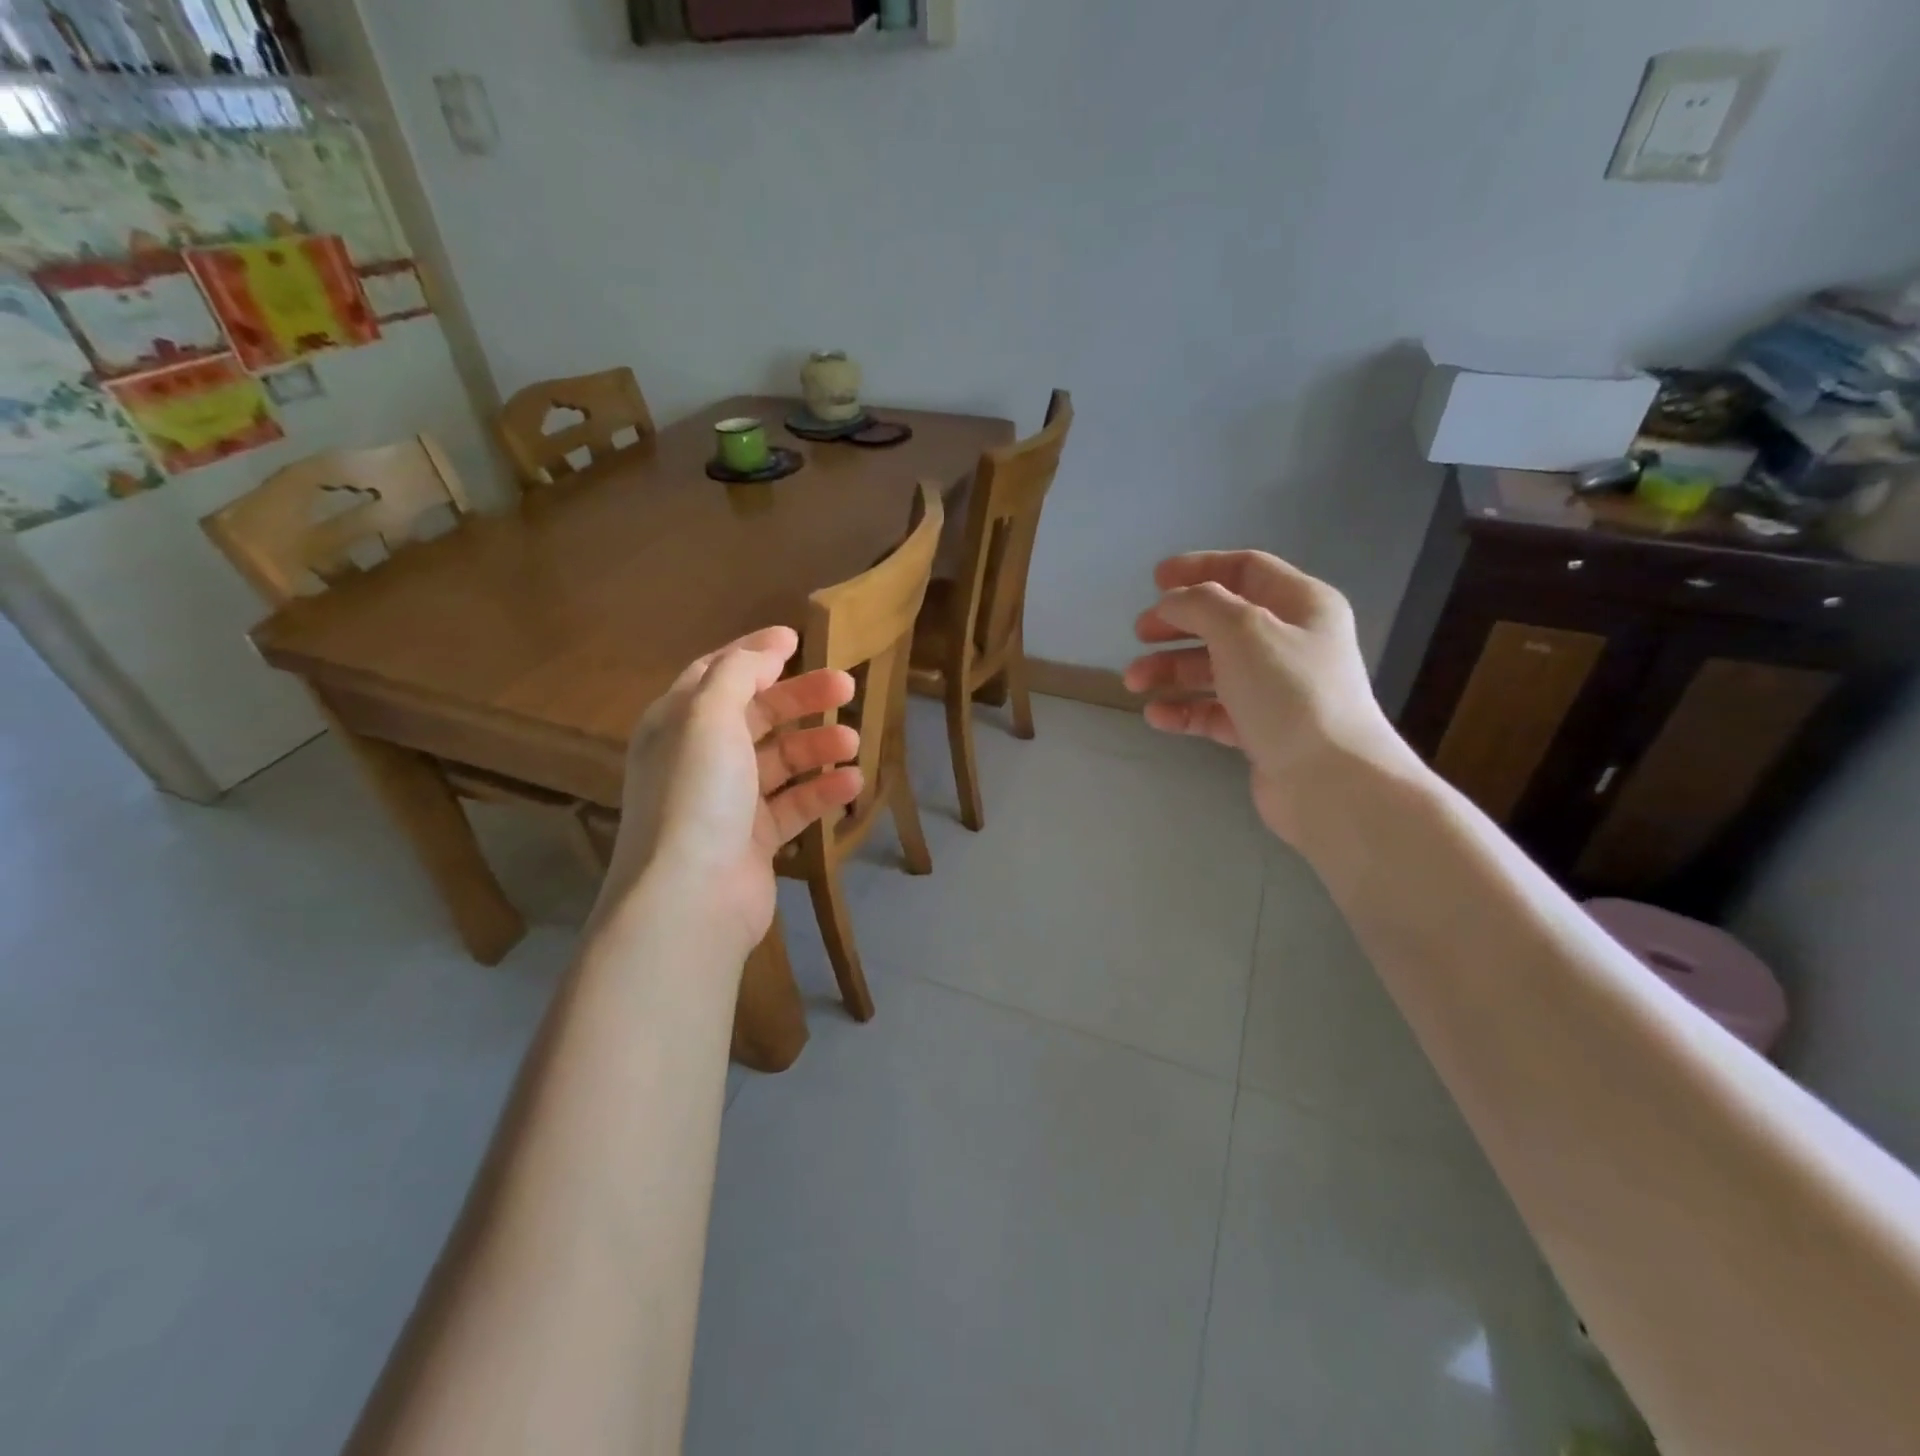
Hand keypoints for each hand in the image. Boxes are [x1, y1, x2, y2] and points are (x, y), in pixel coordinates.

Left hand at [593, 626, 861, 954]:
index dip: (755, 652)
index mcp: (677, 723)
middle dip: (801, 697)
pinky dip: (822, 791)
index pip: (717, 673)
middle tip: (847, 685)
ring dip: (818, 745)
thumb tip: (767, 649)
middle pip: (757, 714)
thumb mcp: (709, 717)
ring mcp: (727, 802)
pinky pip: (793, 804)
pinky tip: (853, 783)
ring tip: (854, 739)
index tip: (797, 638)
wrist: (691, 898)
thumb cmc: (698, 794)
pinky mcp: (753, 840)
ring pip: (780, 761)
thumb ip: (738, 673)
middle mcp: (699, 758)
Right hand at [1124, 551, 1412, 842]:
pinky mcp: (1262, 731)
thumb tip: (1172, 603)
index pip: (1246, 569)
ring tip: (1134, 682)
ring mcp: (1277, 690)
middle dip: (1177, 624)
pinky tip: (1156, 715)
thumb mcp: (1243, 630)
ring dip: (1171, 669)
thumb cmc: (1289, 692)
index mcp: (1301, 605)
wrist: (1329, 781)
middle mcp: (1291, 642)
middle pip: (1224, 621)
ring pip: (1214, 668)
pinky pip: (1214, 711)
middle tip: (1139, 633)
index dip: (1199, 568)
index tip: (1155, 580)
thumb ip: (1200, 604)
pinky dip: (1184, 709)